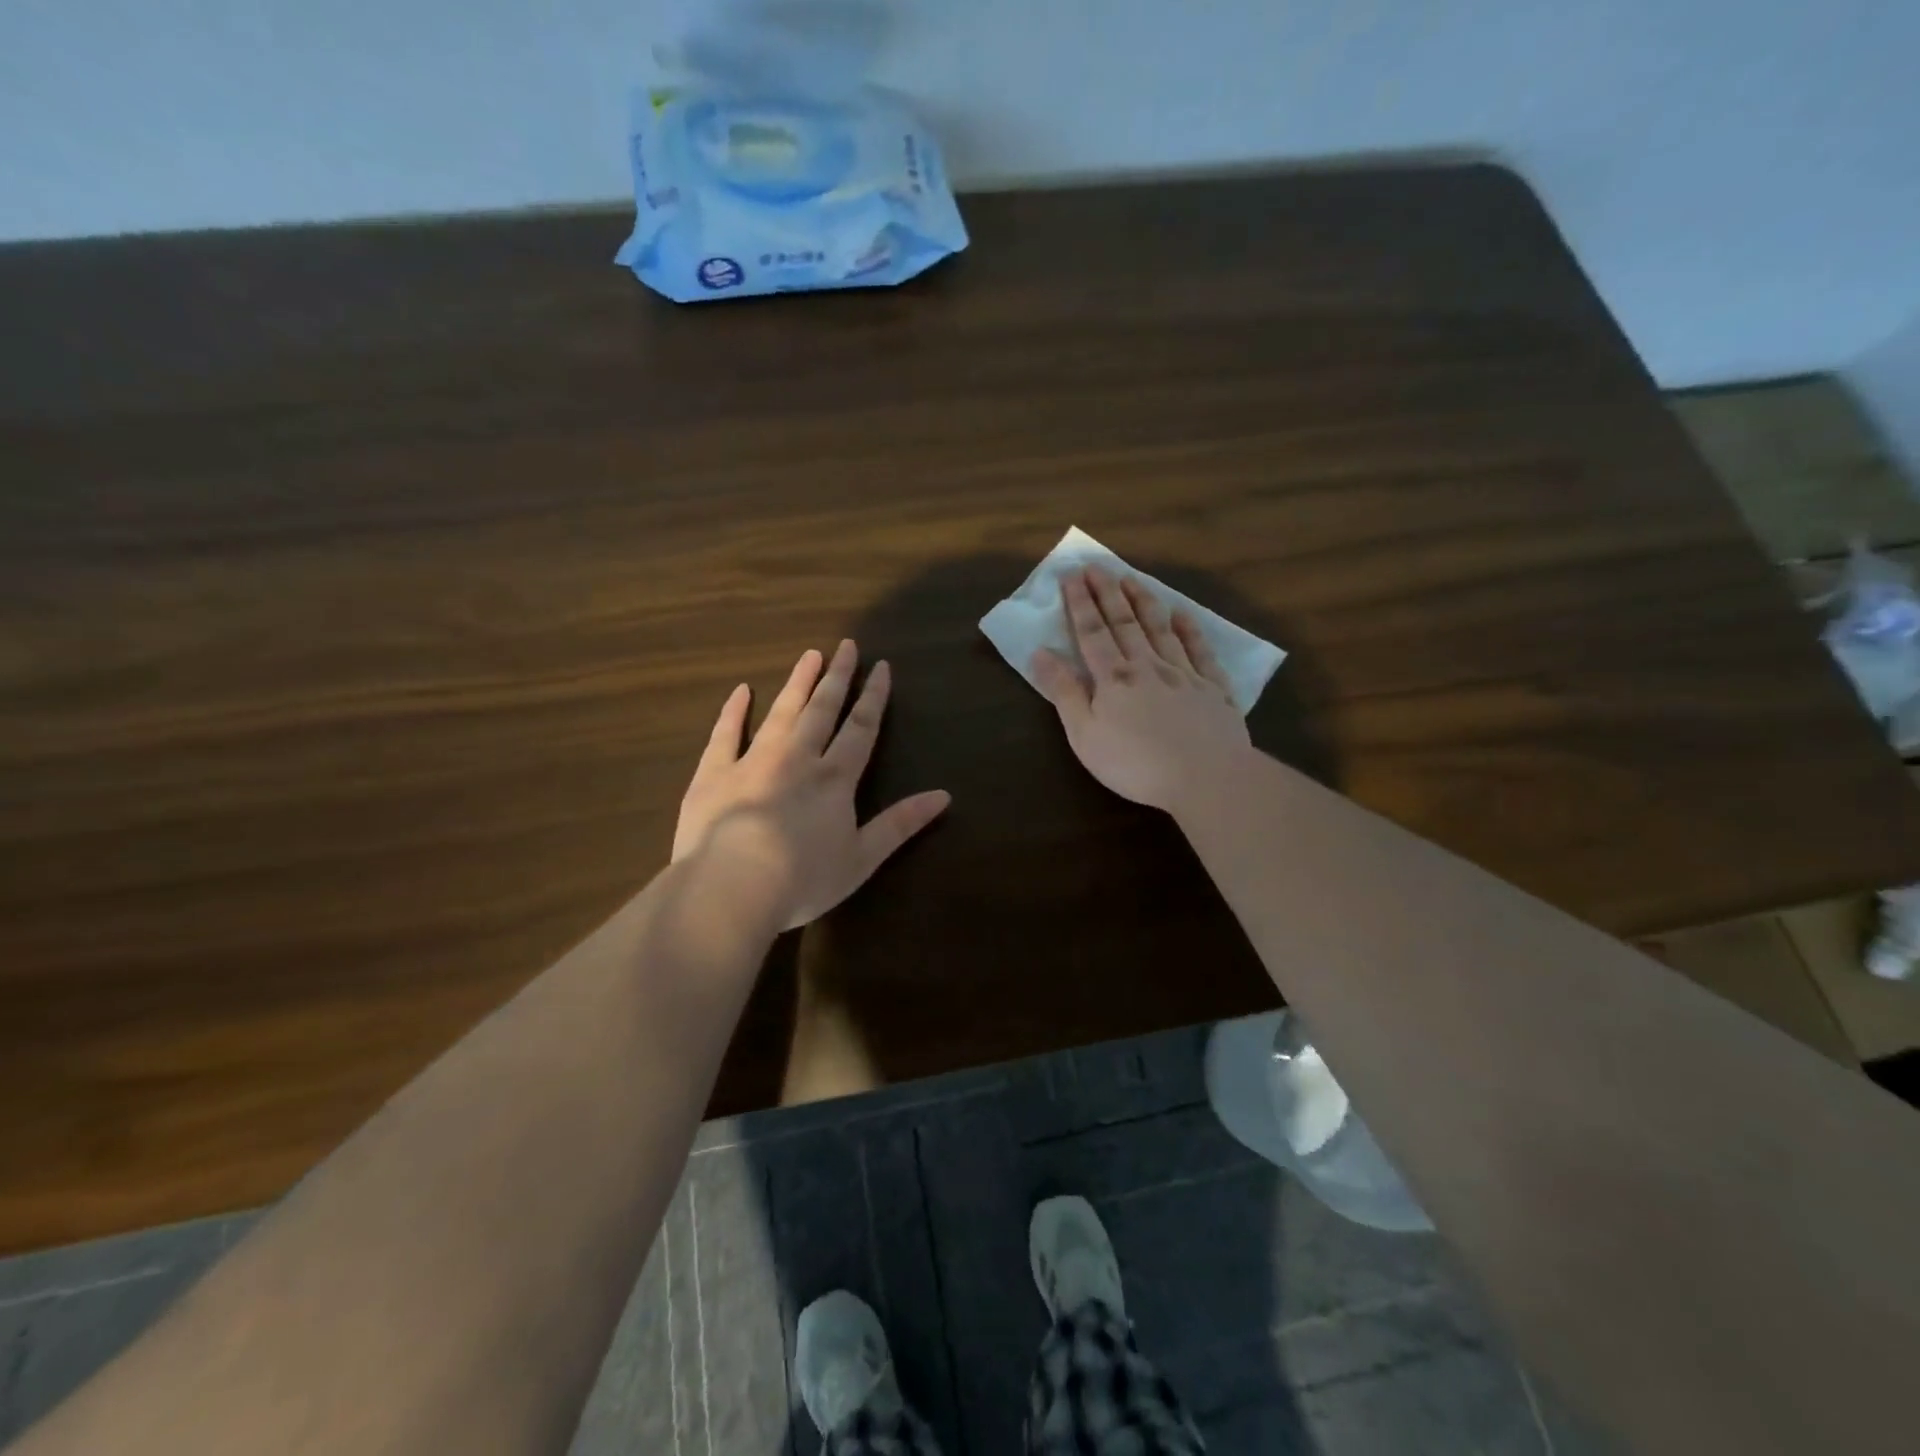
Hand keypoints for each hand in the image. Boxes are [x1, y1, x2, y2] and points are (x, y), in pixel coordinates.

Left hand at [674, 641, 950, 929]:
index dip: (873, 697)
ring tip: (809, 655)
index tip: (881, 667)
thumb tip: (944, 795)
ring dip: (797, 683)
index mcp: (835, 778)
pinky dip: (734, 711)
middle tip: (846, 645)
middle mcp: (798, 758)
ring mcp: (753, 761)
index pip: (861, 728)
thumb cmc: (803, 879)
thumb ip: (901, 824)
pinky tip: (742, 690)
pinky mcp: (714, 773)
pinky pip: (725, 734)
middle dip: (837, 677)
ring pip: (781, 712)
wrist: (731, 888)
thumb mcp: (862, 858)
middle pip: (822, 709)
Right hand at [1031, 566, 1250, 811]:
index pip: (1092, 632)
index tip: (1071, 574)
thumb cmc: (1134, 763)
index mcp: (1113, 679)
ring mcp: (1184, 675)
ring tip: (1132, 578)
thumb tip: (1040, 653)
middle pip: (1124, 623)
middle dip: (1108, 592)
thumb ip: (1064, 693)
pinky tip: (1183, 615)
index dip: (1079, 603)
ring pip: (1160, 629)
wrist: (1205, 777)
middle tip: (1097, 565)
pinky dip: (1190, 630)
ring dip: (1144, 602)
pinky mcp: (1213, 689)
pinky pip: (1200, 651)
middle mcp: (1147, 666)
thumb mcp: (1084, 735)